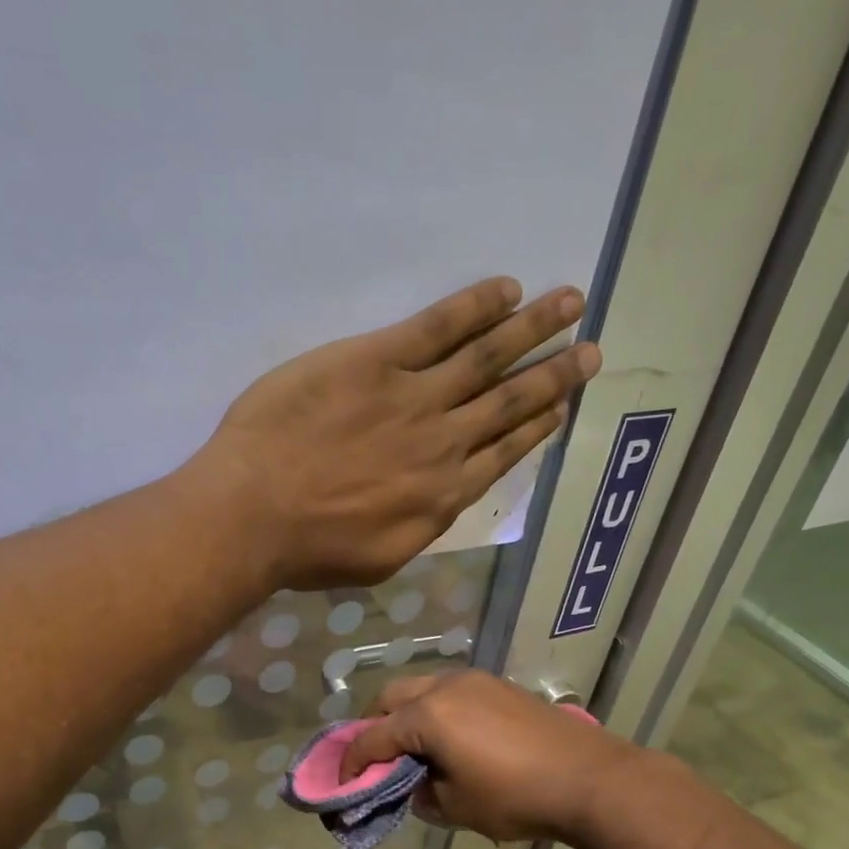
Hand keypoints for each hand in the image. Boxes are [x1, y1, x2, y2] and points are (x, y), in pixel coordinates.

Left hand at [187, 278, 600, 590]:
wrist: (256, 515)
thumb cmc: (309, 550)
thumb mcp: (379, 558)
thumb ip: (417, 527)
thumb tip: (437, 502)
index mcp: (442, 498)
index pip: (502, 453)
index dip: (537, 427)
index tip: (563, 407)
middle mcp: (443, 444)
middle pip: (509, 402)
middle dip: (555, 374)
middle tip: (592, 349)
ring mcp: (414, 398)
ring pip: (487, 357)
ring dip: (534, 328)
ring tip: (570, 302)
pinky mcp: (377, 361)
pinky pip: (438, 326)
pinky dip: (476, 306)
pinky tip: (506, 290)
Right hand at [340, 671, 633, 843]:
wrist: (590, 778)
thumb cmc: (515, 797)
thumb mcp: (456, 807)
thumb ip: (422, 794)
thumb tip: (415, 785)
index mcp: (427, 715)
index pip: (374, 738)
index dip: (352, 762)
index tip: (341, 782)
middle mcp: (445, 686)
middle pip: (391, 697)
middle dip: (375, 726)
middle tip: (376, 759)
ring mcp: (476, 681)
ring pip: (422, 688)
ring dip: (407, 714)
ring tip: (413, 747)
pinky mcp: (500, 686)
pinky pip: (451, 691)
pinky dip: (436, 710)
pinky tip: (450, 738)